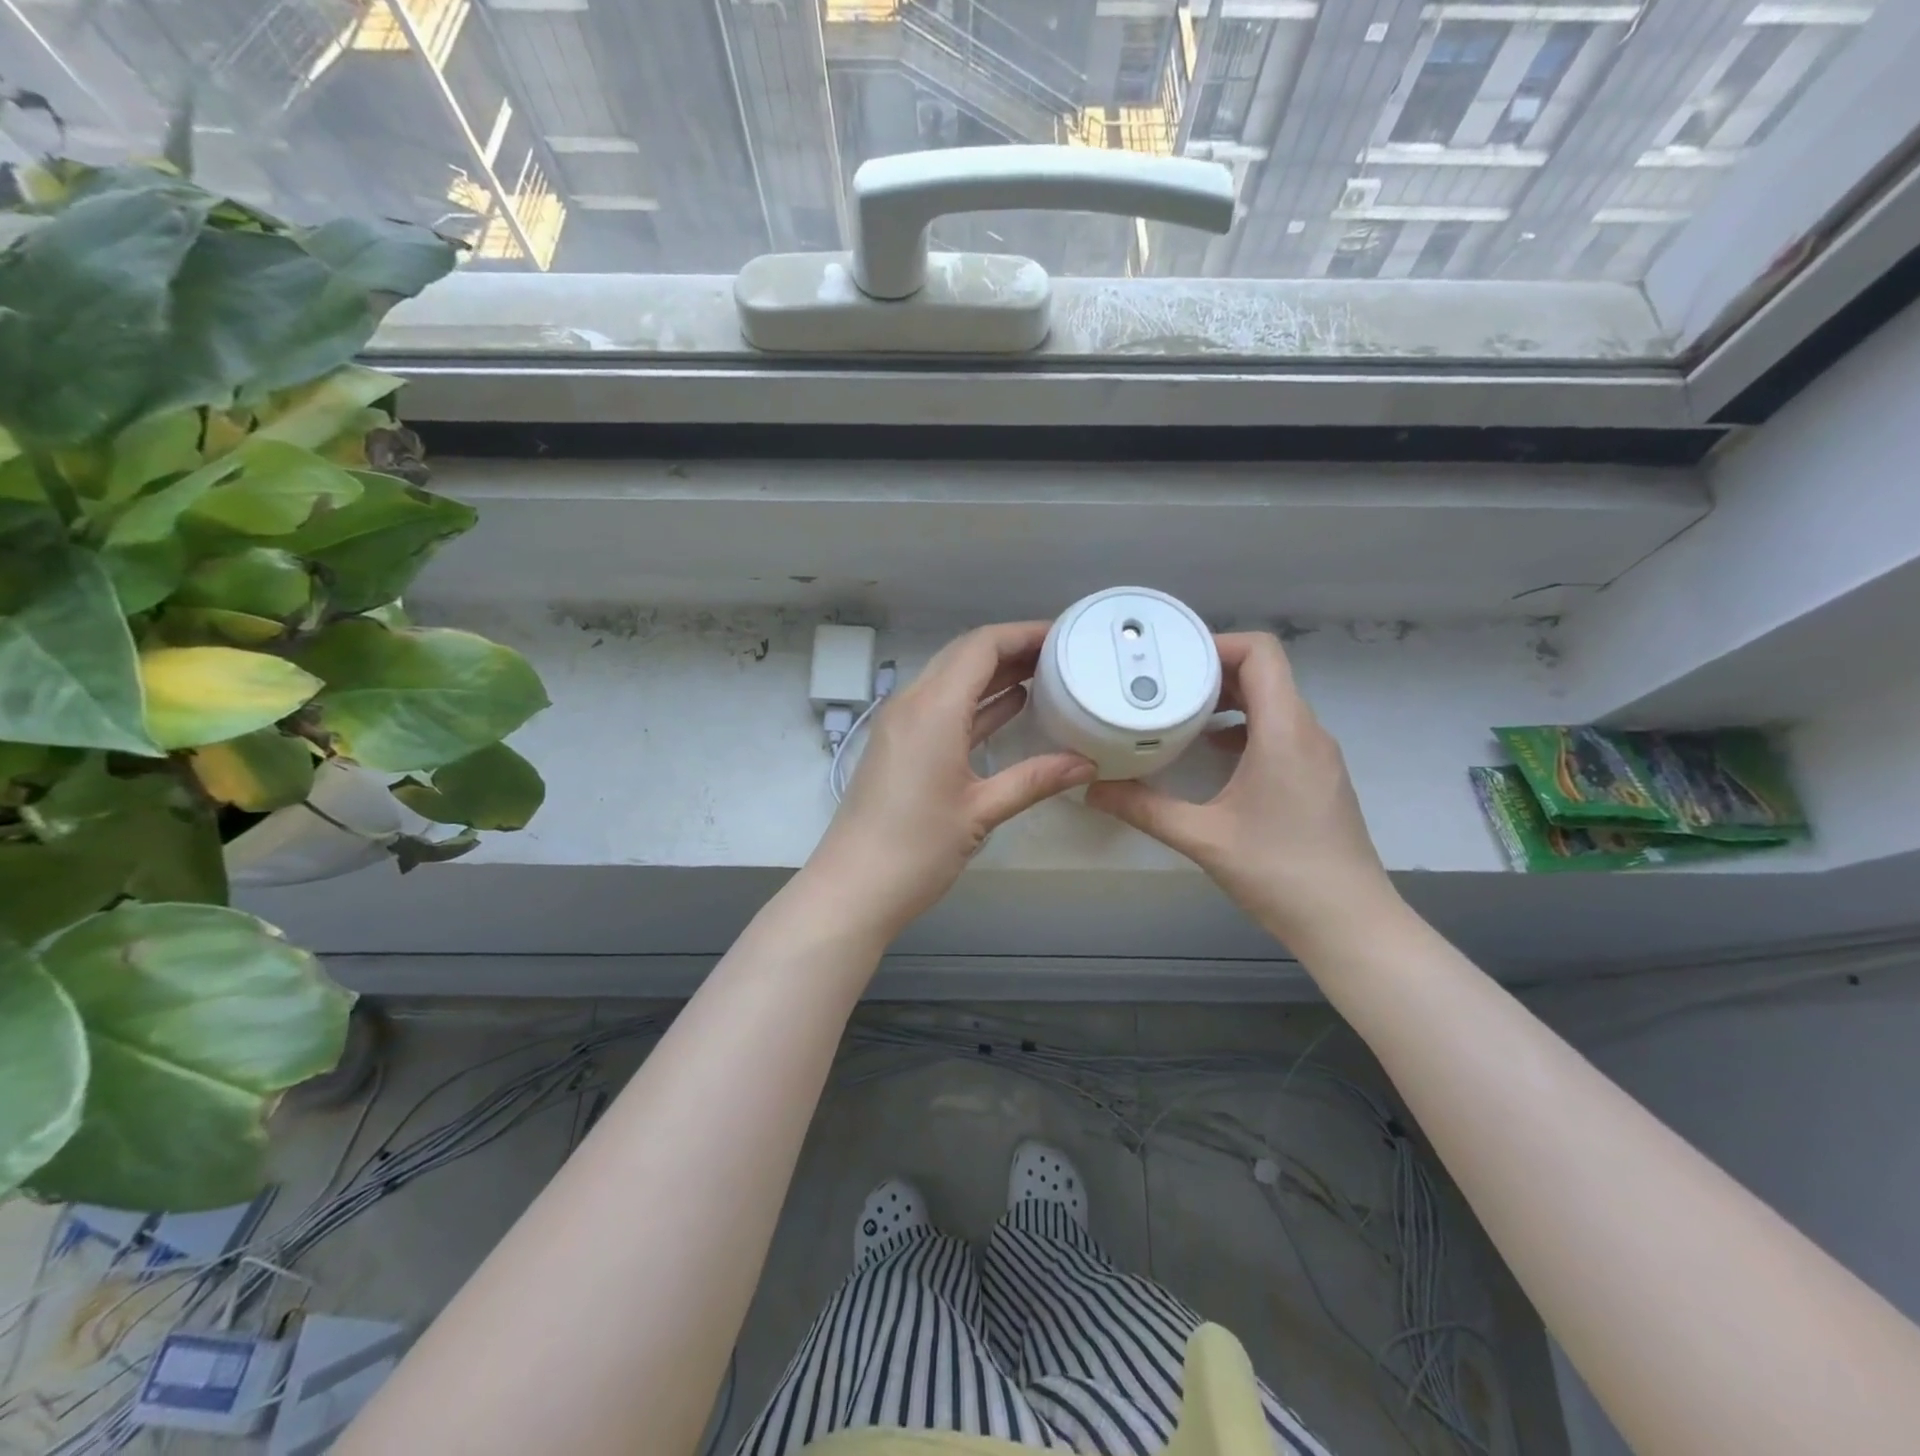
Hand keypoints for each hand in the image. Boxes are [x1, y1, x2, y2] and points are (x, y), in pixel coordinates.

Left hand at [807, 622, 1096, 938]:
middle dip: (1012, 649)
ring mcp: (902, 725)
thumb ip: (1035, 779)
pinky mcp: (899, 746)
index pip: (980, 646)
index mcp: (933, 709)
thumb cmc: (916, 849)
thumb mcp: (981, 811)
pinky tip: (1012, 708)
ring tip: (1046, 675)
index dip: (1023, 633)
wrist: (852, 888)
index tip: (1064, 635)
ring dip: (994, 674)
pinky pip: (943, 708)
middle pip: (965, 656)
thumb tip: (1086, 763)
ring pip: (952, 680)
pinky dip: (977, 702)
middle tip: (1061, 654)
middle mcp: (913, 704)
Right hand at [1085, 632, 1395, 948]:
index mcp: (1285, 731)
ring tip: (1180, 712)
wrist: (1350, 923)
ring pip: (1274, 702)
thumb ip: (1144, 808)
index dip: (1217, 643)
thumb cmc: (1279, 873)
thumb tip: (1092, 789)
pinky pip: (1281, 730)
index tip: (1172, 658)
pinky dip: (1244, 726)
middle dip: (1212, 670)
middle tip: (1162, 682)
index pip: (1261, 653)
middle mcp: (1308, 732)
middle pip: (1265, 673)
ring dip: (1229, 699)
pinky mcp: (1318, 777)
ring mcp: (1318, 755)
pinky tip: (1212, 751)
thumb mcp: (1202, 838)